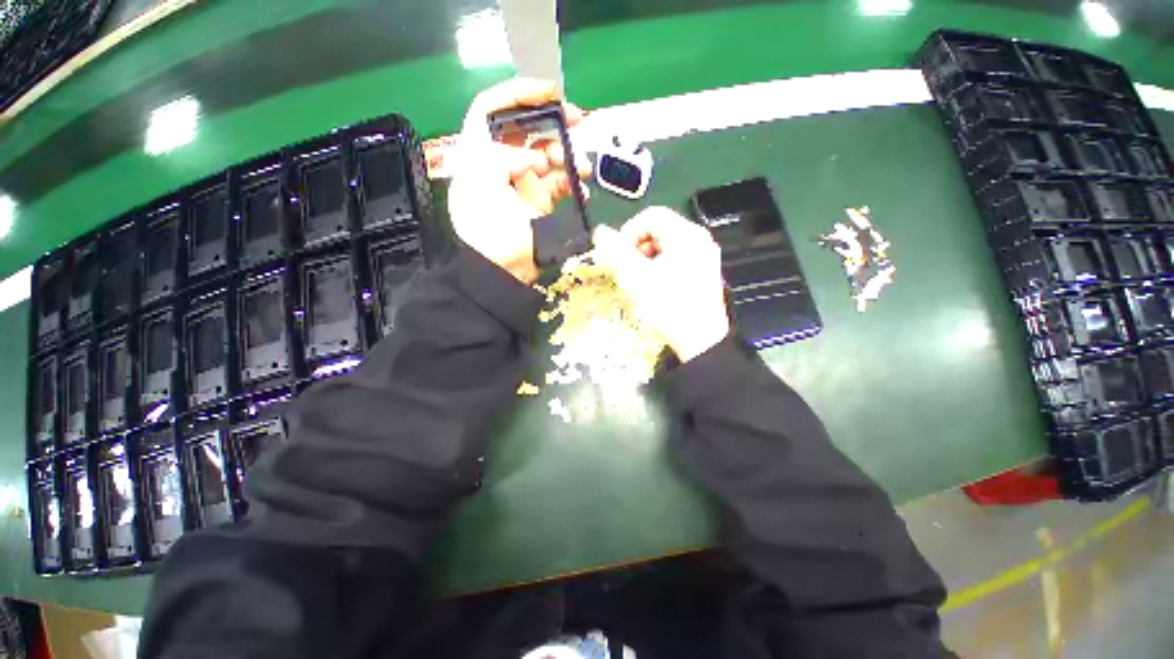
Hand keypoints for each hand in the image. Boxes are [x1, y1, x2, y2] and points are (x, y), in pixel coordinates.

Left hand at [448, 78, 588, 283]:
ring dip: (568, 155)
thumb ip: (503, 160)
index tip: (547, 93)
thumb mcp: (485, 190)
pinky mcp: (539, 202)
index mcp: (480, 155)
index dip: (517, 94)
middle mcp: (501, 163)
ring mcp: (522, 183)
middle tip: (578, 120)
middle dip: (552, 120)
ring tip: (583, 165)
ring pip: (547, 155)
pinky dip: (573, 183)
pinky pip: (559, 183)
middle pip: (526, 128)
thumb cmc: (489, 234)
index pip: (491, 109)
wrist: (505, 272)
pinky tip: (582, 190)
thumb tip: (532, 158)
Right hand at [594, 207, 730, 362]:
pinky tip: (655, 285)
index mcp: (686, 235)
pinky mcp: (704, 271)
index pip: (651, 215)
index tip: (618, 254)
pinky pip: (676, 257)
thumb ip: (617, 252)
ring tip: (640, 279)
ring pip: (667, 244)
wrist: (699, 340)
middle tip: (628, 268)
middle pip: (659, 229)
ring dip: (647, 257)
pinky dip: (660, 265)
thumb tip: (600, 233)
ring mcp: (704, 256)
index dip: (628, 231)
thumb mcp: (638, 278)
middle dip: (637, 247)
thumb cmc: (669, 308)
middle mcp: (699, 239)